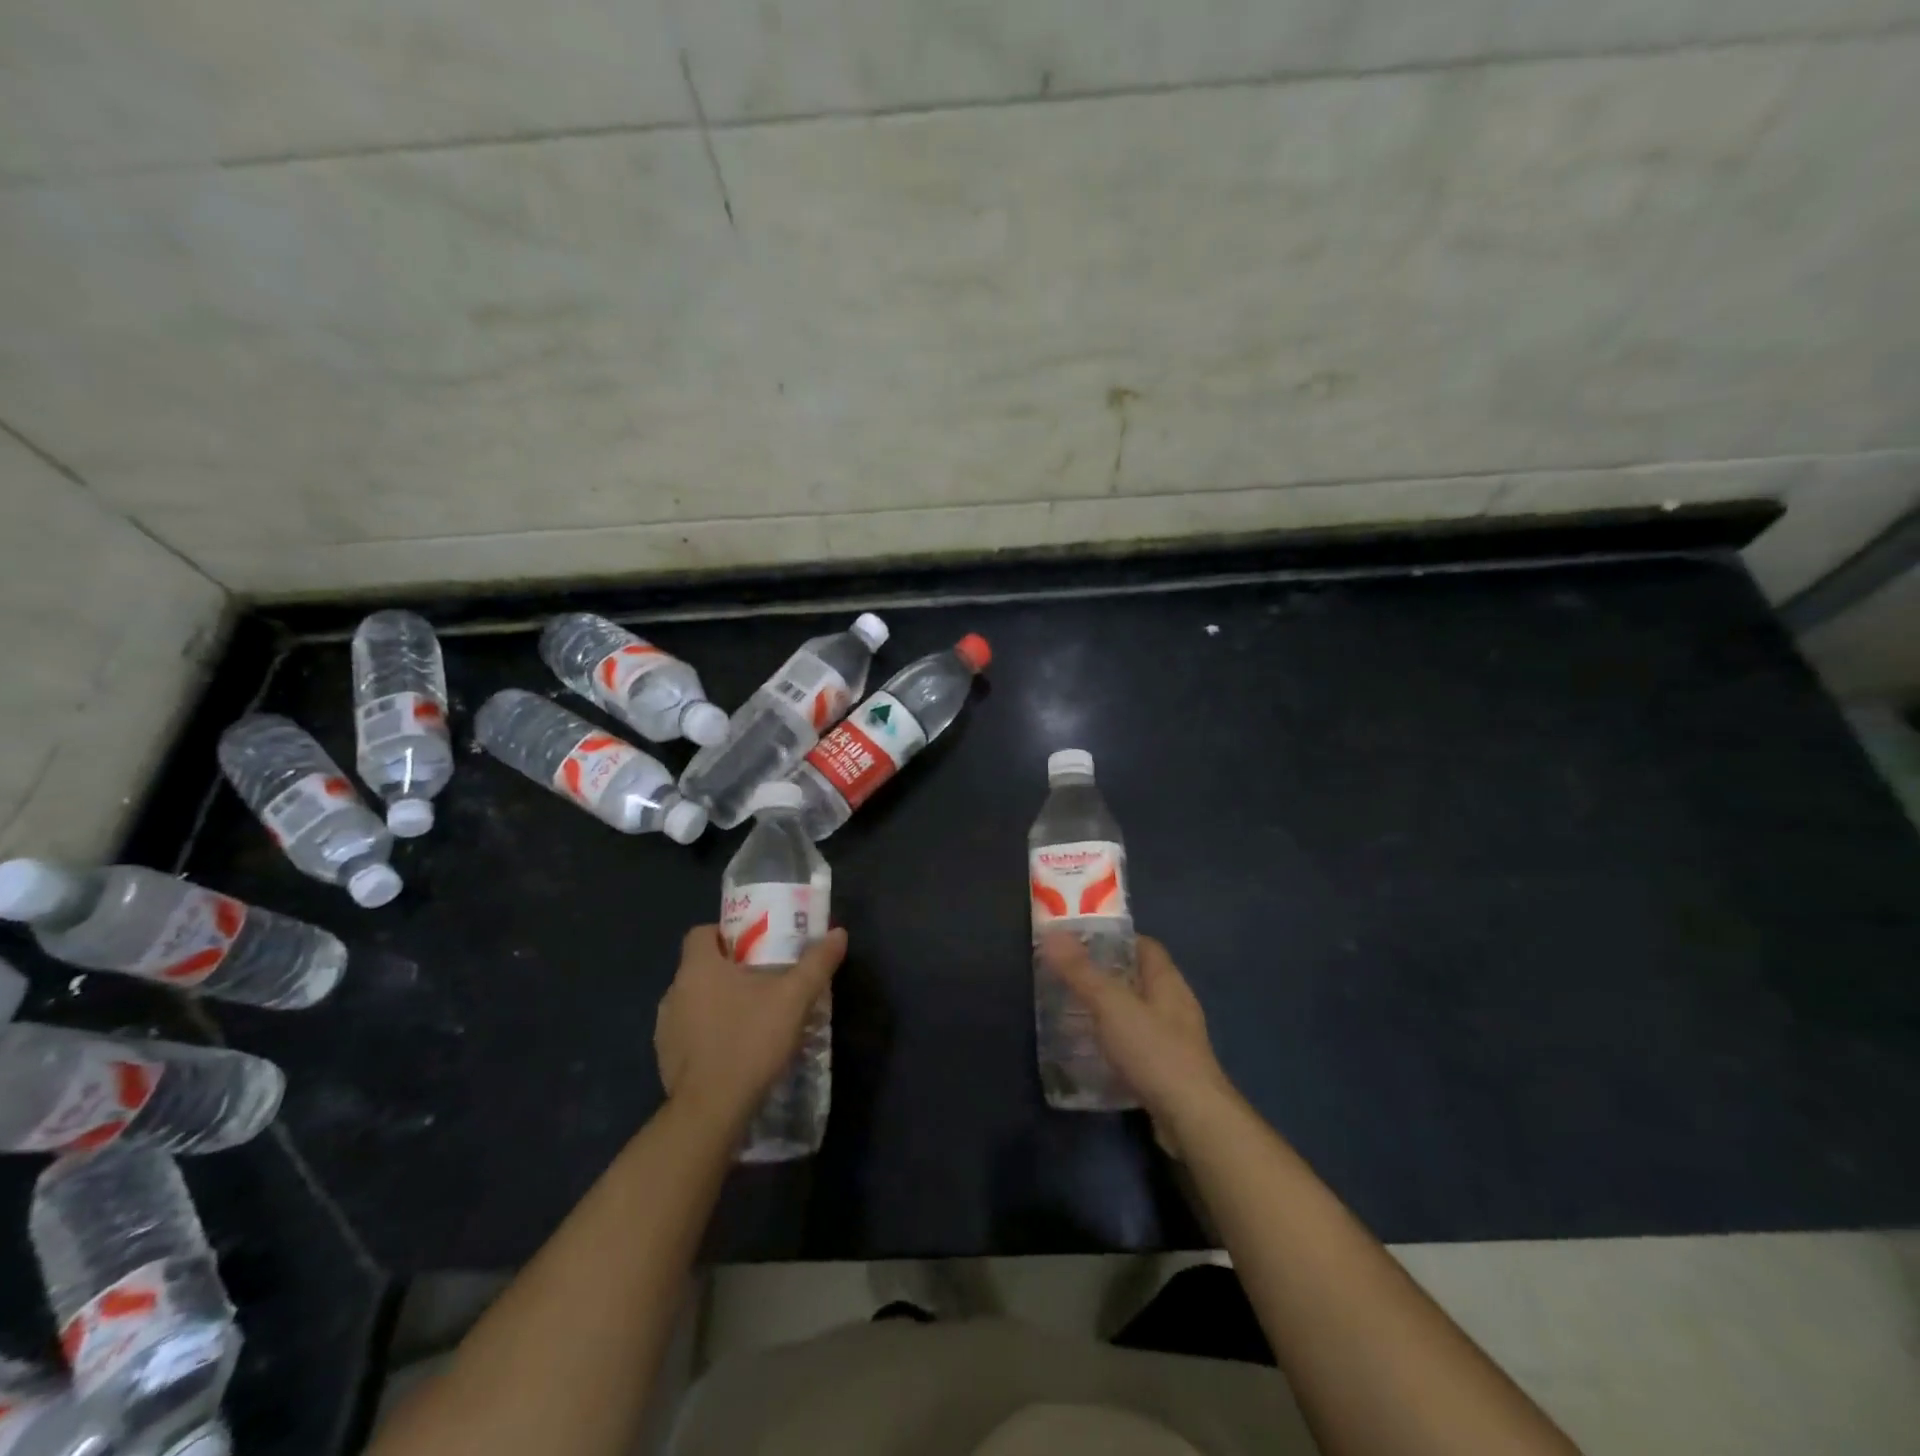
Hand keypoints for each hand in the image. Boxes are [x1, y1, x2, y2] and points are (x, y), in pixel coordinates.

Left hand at [655, 924, 847, 1128]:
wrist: (712, 1109)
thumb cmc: (750, 1040)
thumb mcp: (794, 998)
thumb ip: (817, 963)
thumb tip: (838, 932)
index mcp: (698, 967)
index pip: (701, 933)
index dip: (726, 934)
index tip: (753, 946)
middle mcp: (674, 991)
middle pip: (700, 966)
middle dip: (728, 969)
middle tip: (763, 980)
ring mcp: (665, 1027)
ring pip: (693, 1000)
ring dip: (716, 1002)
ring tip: (750, 1015)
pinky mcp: (665, 1058)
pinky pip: (688, 1032)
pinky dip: (707, 1033)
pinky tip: (733, 1049)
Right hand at [1042, 932, 1234, 1153]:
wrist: (1192, 1120)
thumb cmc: (1154, 1051)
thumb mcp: (1111, 1005)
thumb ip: (1081, 971)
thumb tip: (1053, 933)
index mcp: (1168, 981)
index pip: (1144, 946)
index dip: (1115, 940)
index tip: (1081, 943)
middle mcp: (1176, 1005)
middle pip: (1139, 979)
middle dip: (1106, 976)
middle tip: (1069, 978)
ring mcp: (1176, 1040)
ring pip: (1138, 1014)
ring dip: (1110, 1012)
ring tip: (1074, 1013)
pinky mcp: (1170, 1071)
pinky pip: (1139, 1046)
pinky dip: (1117, 1044)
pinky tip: (1093, 1053)